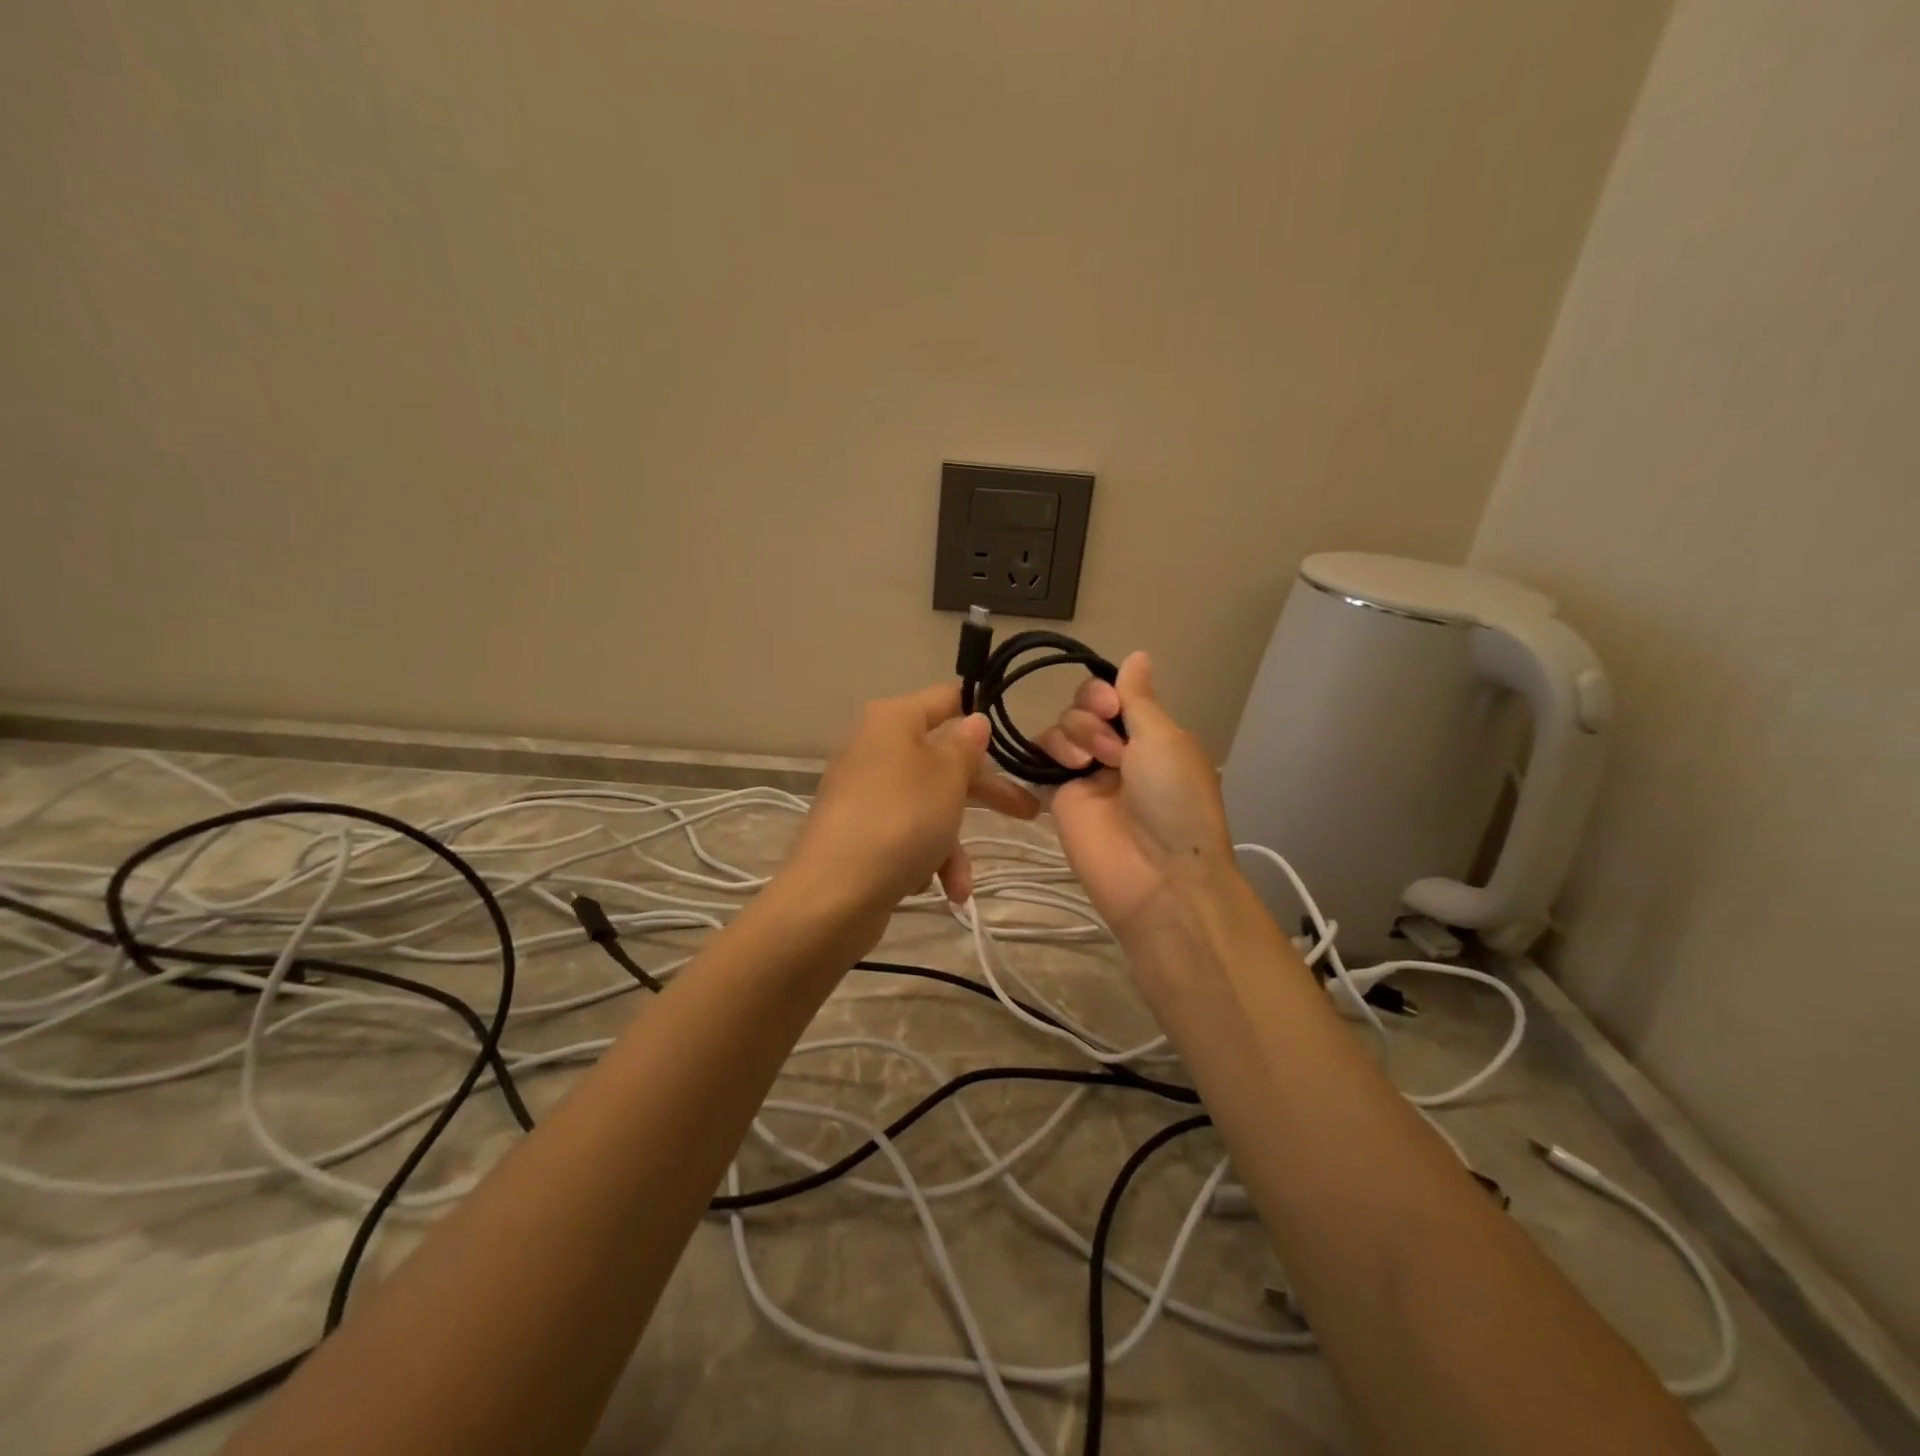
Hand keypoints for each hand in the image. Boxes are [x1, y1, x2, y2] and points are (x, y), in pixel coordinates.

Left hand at [784, 683, 1039, 919]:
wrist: (833, 894)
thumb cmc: (901, 820)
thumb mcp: (947, 777)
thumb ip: (966, 747)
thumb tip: (974, 720)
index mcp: (892, 721)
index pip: (945, 699)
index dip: (980, 712)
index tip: (1015, 733)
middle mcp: (874, 749)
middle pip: (942, 760)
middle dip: (985, 793)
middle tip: (1028, 810)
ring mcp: (864, 793)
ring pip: (926, 807)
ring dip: (951, 846)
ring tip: (961, 885)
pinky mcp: (857, 834)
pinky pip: (904, 837)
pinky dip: (924, 861)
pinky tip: (934, 890)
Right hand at [1035, 653, 1235, 936]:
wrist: (1158, 875)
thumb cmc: (1174, 801)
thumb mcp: (1165, 739)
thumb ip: (1139, 698)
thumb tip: (1138, 653)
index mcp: (1150, 736)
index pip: (1115, 695)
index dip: (1106, 692)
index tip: (1112, 706)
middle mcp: (1118, 750)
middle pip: (1083, 707)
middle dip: (1091, 717)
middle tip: (1111, 749)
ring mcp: (1086, 775)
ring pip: (1060, 729)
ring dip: (1074, 736)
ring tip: (1090, 767)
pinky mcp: (1059, 798)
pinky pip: (1040, 760)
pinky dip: (1045, 753)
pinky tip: (1064, 767)